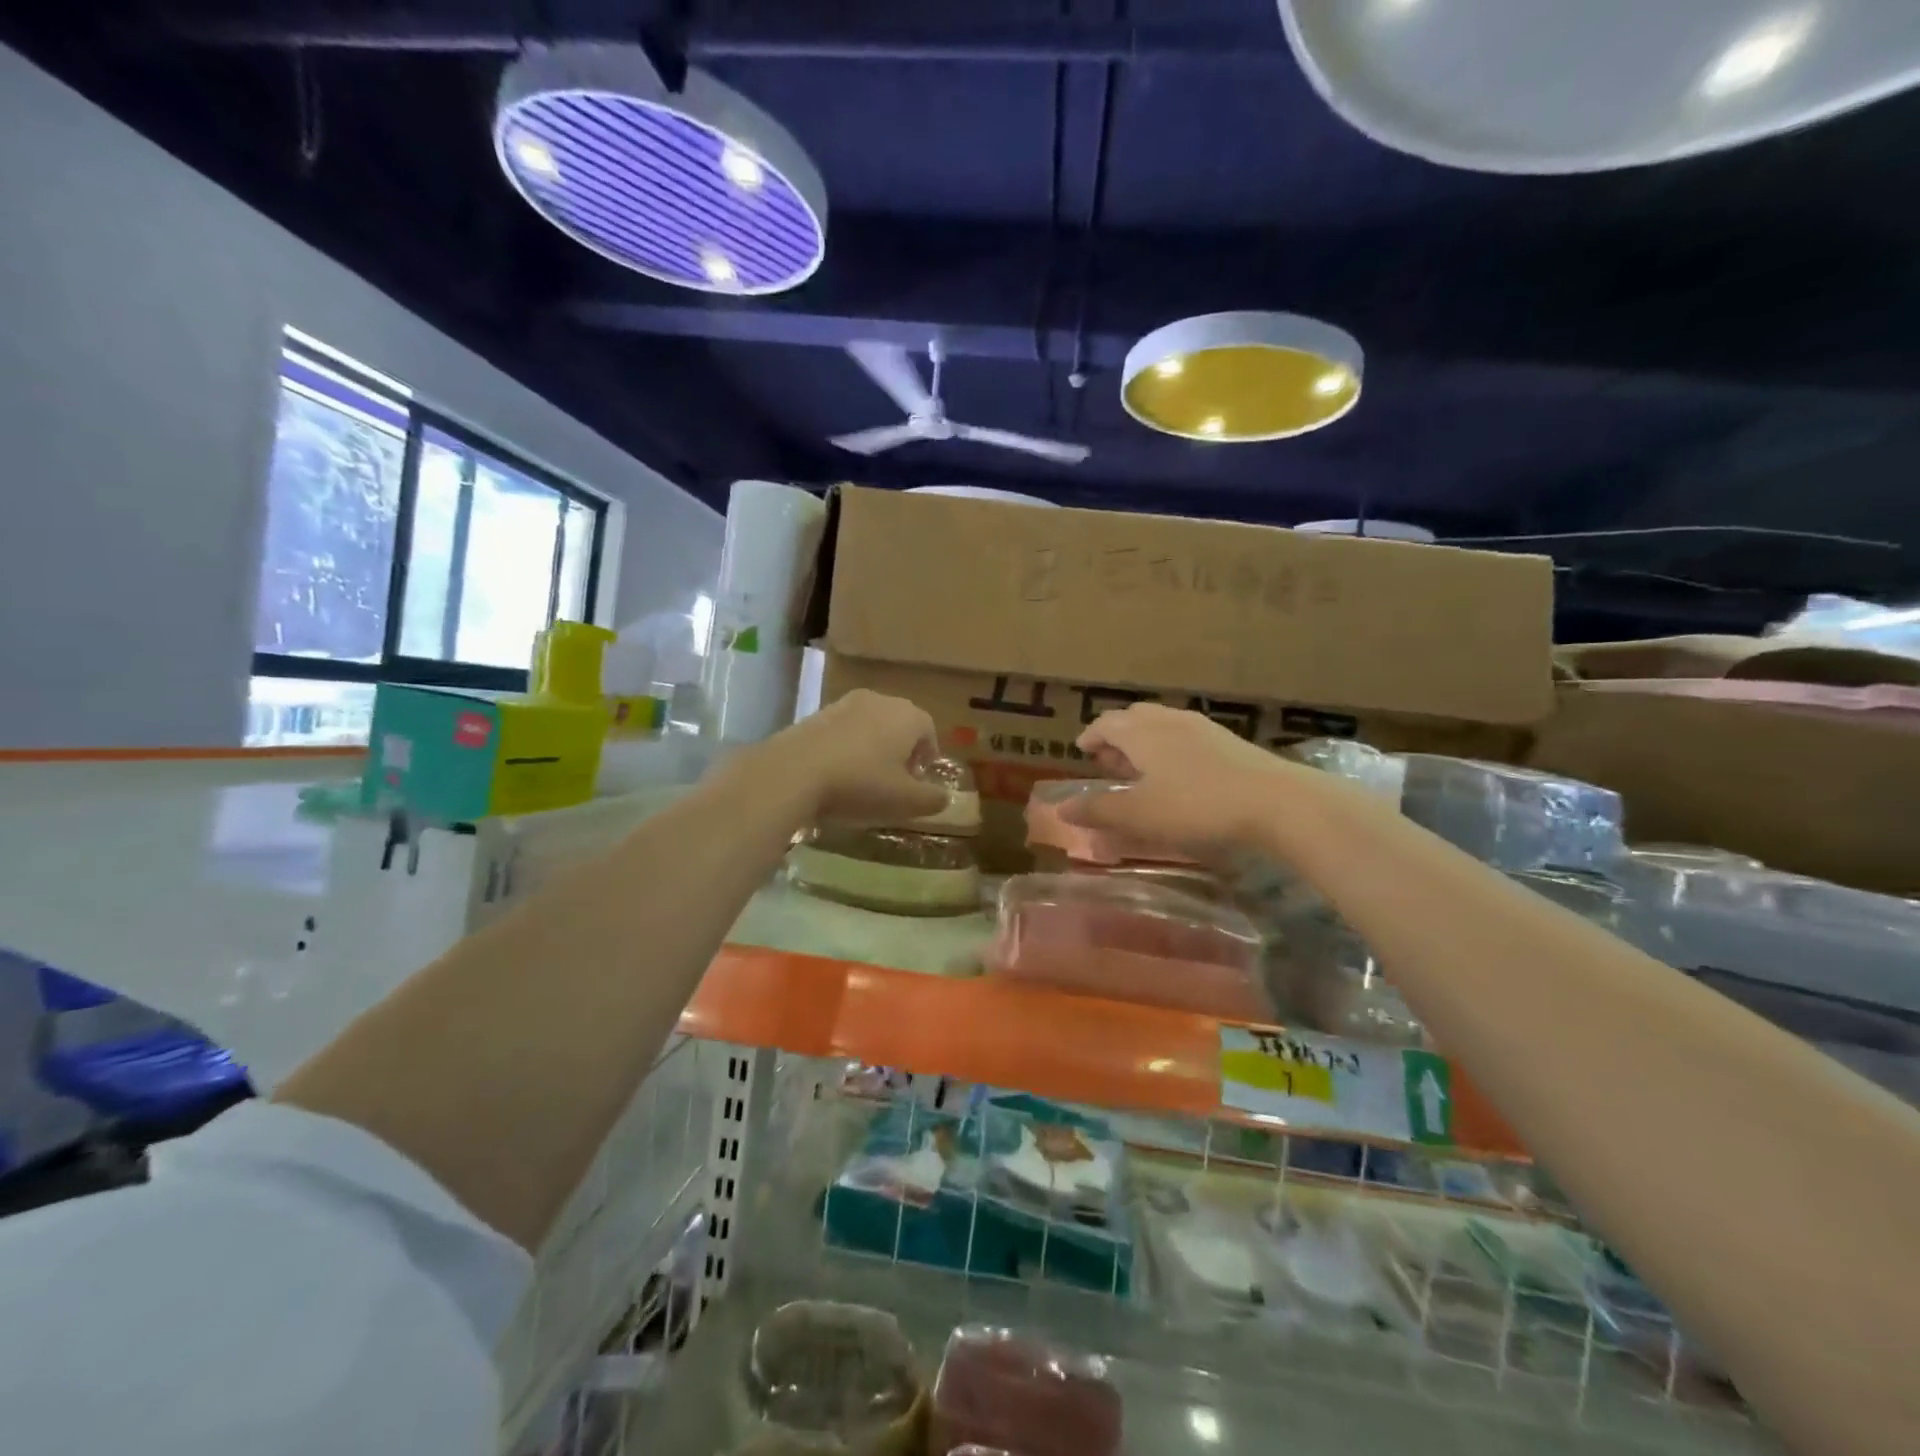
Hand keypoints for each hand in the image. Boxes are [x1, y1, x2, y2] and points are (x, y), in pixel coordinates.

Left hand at [760, 689, 947, 824]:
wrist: (793, 772)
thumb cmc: (860, 784)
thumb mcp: (905, 801)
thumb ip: (932, 799)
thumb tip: (945, 797)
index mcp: (907, 716)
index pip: (928, 730)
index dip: (928, 754)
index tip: (920, 777)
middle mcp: (879, 700)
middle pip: (899, 723)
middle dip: (901, 748)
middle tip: (896, 778)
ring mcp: (844, 704)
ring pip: (869, 724)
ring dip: (873, 746)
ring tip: (865, 777)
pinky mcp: (815, 714)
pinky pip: (842, 730)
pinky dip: (846, 747)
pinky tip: (837, 772)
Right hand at [1070, 702, 1333, 855]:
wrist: (1276, 802)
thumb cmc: (1197, 806)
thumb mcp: (1140, 814)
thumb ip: (1098, 810)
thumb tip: (1061, 808)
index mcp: (1142, 732)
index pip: (1106, 723)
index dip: (1090, 737)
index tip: (1081, 751)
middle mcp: (1169, 721)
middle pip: (1134, 719)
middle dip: (1116, 738)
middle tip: (1108, 763)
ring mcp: (1203, 728)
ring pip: (1162, 726)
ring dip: (1144, 744)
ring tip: (1141, 771)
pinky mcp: (1229, 742)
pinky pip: (1185, 737)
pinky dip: (1169, 750)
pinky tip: (1180, 776)